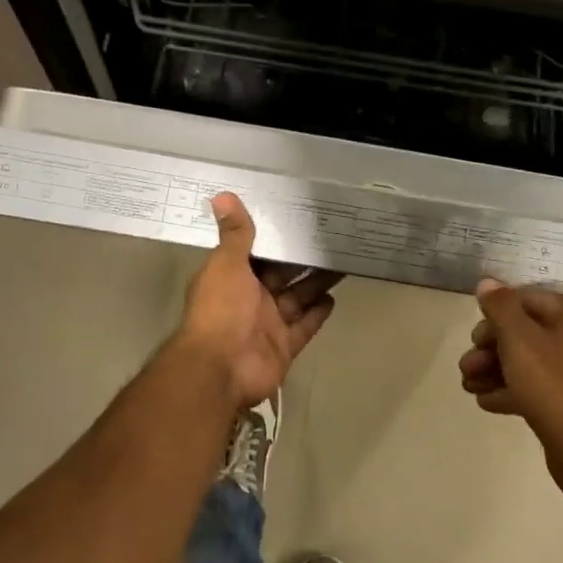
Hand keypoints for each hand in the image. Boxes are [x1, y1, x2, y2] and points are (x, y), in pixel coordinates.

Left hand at [179, 193, 338, 407]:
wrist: (221, 368)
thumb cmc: (220, 310)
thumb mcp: (226, 264)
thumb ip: (234, 234)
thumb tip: (222, 194)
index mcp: (232, 277)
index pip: (256, 252)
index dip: (274, 237)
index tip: (297, 217)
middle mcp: (250, 298)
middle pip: (281, 274)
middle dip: (302, 258)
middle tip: (330, 236)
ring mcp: (268, 324)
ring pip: (298, 298)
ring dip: (317, 282)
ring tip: (342, 260)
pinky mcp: (285, 345)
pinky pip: (305, 326)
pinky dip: (318, 313)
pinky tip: (335, 297)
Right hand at [460, 280, 562, 473]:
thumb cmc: (551, 383)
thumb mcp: (517, 338)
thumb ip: (500, 306)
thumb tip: (488, 283)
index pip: (527, 299)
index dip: (495, 315)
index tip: (474, 337)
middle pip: (526, 331)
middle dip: (491, 348)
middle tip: (468, 364)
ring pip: (530, 359)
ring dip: (496, 369)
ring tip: (469, 386)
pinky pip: (541, 384)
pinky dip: (515, 388)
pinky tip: (488, 401)